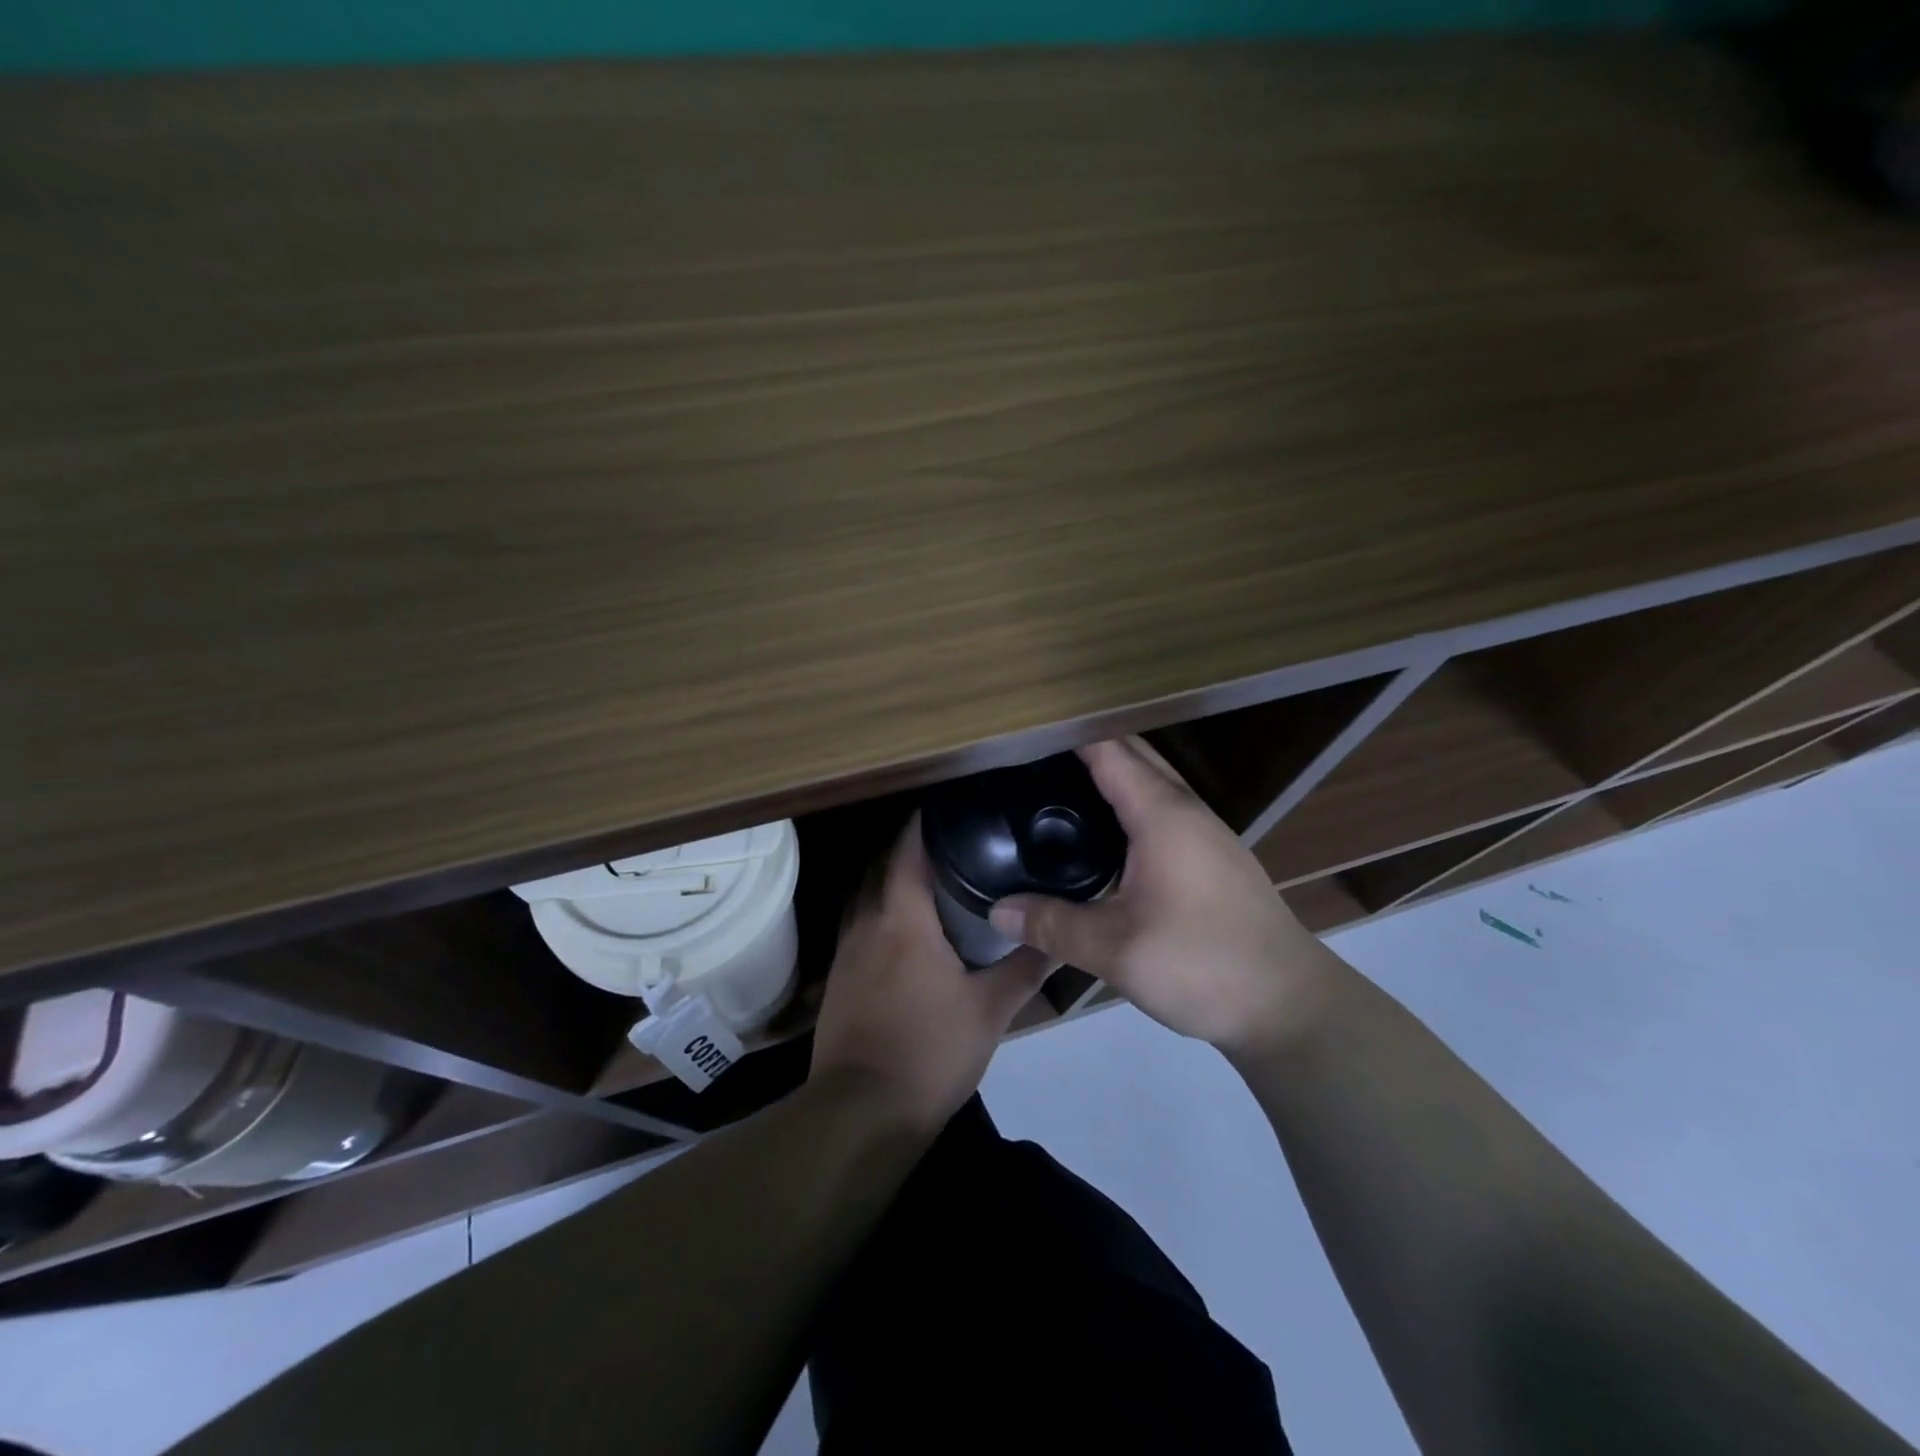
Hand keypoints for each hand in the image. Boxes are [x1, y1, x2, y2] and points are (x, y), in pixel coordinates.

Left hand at [811, 814, 1051, 1129]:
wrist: (861, 1113)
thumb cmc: (930, 1052)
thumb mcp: (989, 1012)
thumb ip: (1025, 970)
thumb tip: (1058, 939)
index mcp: (903, 920)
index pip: (908, 851)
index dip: (923, 824)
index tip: (948, 808)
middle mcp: (867, 924)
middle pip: (881, 867)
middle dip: (908, 848)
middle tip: (948, 842)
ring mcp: (846, 952)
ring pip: (865, 896)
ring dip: (889, 880)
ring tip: (926, 880)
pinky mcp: (838, 980)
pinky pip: (857, 926)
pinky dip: (877, 913)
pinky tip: (901, 932)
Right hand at [987, 737, 1335, 1054]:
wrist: (1289, 1003)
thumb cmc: (1203, 964)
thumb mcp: (1117, 951)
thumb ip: (1053, 925)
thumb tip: (997, 910)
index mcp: (1162, 814)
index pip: (1108, 750)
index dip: (1066, 735)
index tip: (1021, 734)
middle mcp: (1186, 809)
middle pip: (1132, 755)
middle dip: (1084, 746)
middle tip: (1029, 759)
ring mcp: (1206, 831)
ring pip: (1151, 780)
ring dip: (1110, 772)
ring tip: (1056, 786)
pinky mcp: (1213, 855)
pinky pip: (1162, 807)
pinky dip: (1128, 800)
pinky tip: (1103, 833)